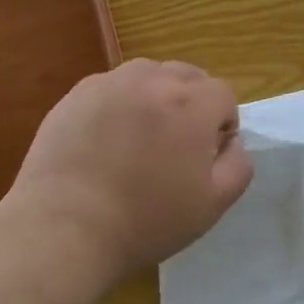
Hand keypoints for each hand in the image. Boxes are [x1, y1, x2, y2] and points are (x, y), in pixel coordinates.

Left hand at [11, 59, 252, 278]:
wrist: (65, 228)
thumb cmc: (146, 220)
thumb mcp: (212, 204)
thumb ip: (238, 165)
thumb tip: (232, 142)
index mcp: (191, 103)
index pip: (223, 94)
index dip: (222, 123)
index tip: (207, 155)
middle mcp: (153, 80)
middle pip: (187, 76)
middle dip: (192, 103)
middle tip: (176, 145)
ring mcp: (111, 83)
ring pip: (148, 75)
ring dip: (155, 97)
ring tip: (141, 137)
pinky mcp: (77, 94)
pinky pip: (112, 87)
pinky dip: (119, 104)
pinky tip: (106, 140)